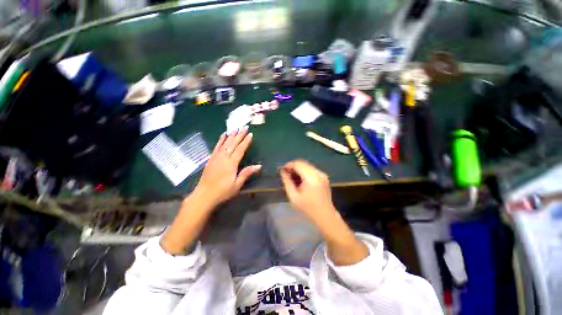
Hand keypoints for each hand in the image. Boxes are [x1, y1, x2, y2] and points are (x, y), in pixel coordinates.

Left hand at [194, 127, 260, 208]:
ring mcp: (216, 157)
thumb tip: (259, 166)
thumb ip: (246, 173)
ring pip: (225, 143)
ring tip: (235, 128)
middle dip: (239, 135)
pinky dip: (220, 140)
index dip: (246, 141)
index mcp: (231, 164)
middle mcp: (223, 158)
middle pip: (233, 144)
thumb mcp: (237, 184)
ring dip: (231, 135)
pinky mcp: (211, 159)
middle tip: (244, 127)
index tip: (250, 134)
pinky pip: (216, 147)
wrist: (204, 195)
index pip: (240, 149)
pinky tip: (223, 135)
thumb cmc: (223, 191)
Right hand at [279, 159, 335, 220]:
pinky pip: (312, 169)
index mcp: (311, 178)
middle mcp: (318, 173)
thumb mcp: (293, 196)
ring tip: (293, 177)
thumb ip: (287, 182)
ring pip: (307, 165)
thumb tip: (282, 172)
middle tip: (287, 174)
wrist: (325, 215)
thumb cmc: (307, 208)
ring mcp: (322, 174)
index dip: (289, 165)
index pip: (298, 164)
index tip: (282, 170)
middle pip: (302, 163)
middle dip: (293, 166)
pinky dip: (305, 171)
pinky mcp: (324, 176)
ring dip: (299, 168)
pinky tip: (301, 179)